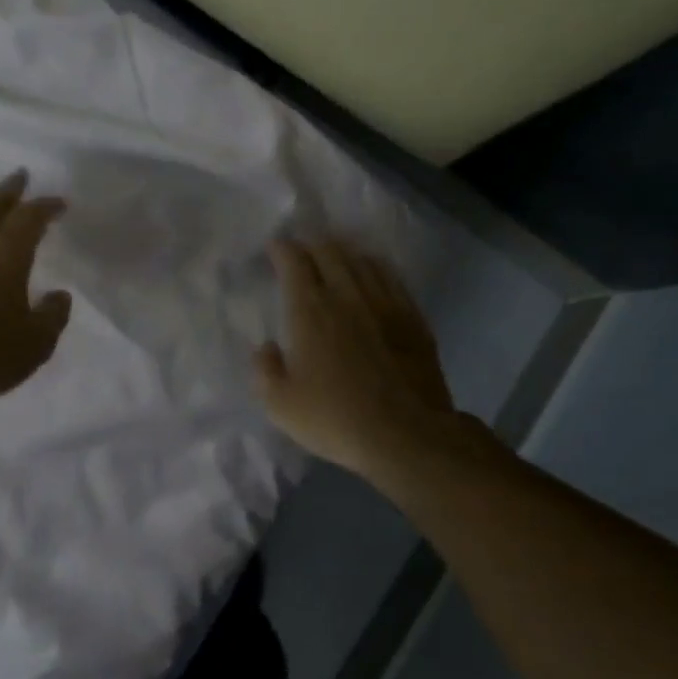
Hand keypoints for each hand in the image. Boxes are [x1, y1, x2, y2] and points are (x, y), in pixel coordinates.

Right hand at [255, 238, 490, 481]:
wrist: (406, 434)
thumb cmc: (335, 418)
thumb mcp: (280, 405)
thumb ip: (264, 370)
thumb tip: (267, 349)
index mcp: (310, 311)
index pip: (294, 262)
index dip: (282, 249)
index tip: (274, 247)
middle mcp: (347, 295)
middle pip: (330, 252)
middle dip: (311, 244)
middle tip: (302, 250)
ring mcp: (385, 303)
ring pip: (362, 260)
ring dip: (344, 252)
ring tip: (335, 256)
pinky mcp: (413, 318)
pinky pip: (392, 278)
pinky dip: (375, 268)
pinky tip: (373, 274)